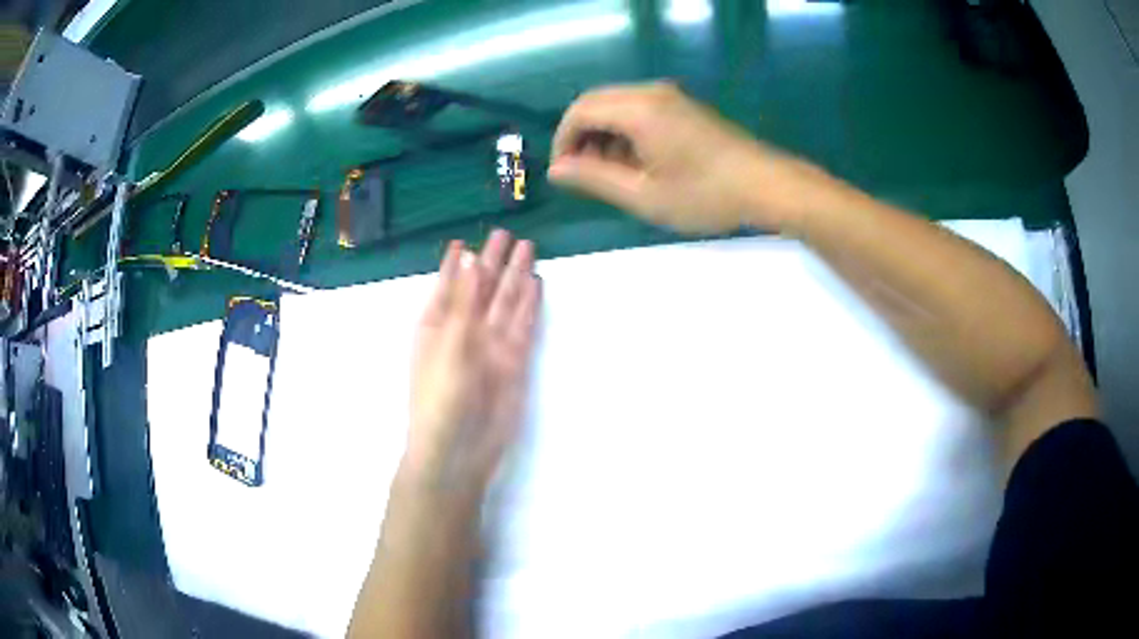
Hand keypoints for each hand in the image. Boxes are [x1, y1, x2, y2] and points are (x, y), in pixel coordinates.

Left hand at [405, 230, 540, 493]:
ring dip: (515, 278)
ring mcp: (490, 347)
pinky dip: (529, 306)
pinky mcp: (513, 363)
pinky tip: (535, 286)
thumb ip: (463, 303)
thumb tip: (472, 258)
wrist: (458, 451)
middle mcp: (463, 332)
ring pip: (505, 304)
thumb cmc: (440, 398)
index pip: (448, 286)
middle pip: (481, 289)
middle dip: (493, 262)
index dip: (455, 265)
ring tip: (528, 249)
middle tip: (506, 235)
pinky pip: (522, 327)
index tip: (462, 241)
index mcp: (436, 326)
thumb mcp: (448, 345)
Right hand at [548, 81, 818, 233]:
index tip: (565, 173)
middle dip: (582, 137)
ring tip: (613, 175)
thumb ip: (594, 179)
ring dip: (605, 136)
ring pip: (618, 106)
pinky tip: (638, 164)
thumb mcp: (644, 194)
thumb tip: (557, 170)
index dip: (563, 141)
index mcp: (639, 109)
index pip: (580, 111)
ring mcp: (671, 97)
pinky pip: (641, 110)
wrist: (766, 186)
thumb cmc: (704, 195)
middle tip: (586, 176)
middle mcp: (651, 93)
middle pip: (597, 103)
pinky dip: (627, 133)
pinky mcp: (684, 107)